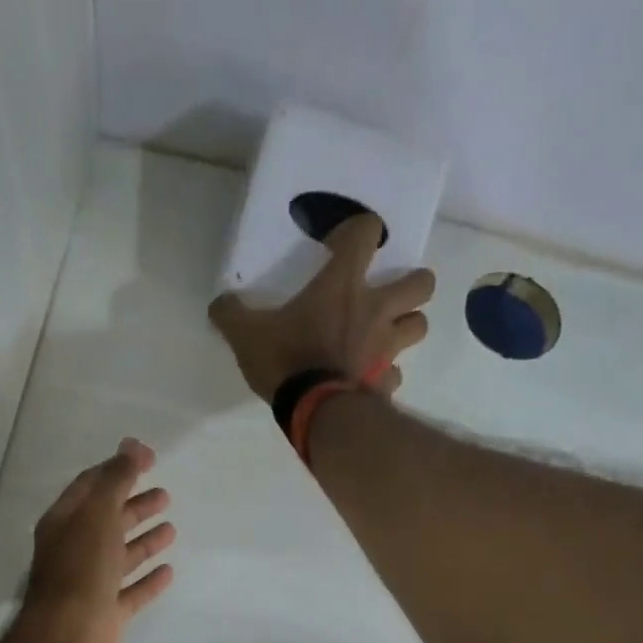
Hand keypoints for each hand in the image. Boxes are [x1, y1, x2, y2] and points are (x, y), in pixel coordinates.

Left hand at [20, 438, 175, 642]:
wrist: (68, 639)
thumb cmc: (80, 571)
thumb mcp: (98, 515)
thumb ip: (116, 479)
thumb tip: (132, 444)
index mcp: (65, 523)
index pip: (91, 487)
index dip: (118, 470)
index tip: (150, 459)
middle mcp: (74, 551)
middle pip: (107, 521)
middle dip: (134, 506)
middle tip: (165, 495)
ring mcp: (90, 584)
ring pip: (120, 556)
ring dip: (144, 541)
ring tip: (171, 529)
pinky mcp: (106, 614)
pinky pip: (131, 591)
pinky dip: (148, 580)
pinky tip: (168, 571)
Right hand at [208, 212, 436, 401]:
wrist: (314, 412)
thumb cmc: (286, 361)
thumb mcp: (246, 335)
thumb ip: (231, 314)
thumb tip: (219, 305)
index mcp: (343, 285)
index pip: (367, 232)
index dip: (359, 231)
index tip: (341, 247)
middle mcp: (376, 310)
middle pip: (423, 282)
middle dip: (412, 284)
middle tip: (387, 295)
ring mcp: (387, 347)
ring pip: (420, 325)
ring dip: (407, 326)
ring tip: (386, 334)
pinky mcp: (386, 383)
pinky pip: (395, 374)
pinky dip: (386, 375)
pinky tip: (369, 379)